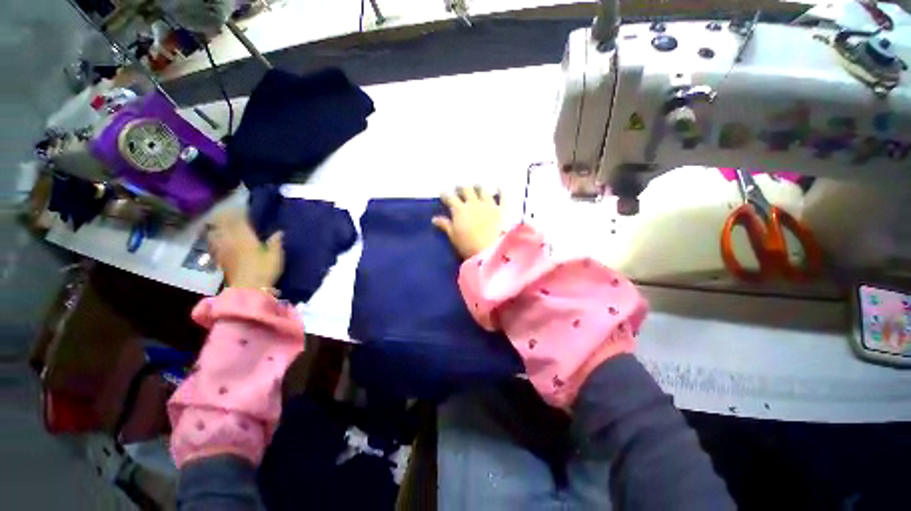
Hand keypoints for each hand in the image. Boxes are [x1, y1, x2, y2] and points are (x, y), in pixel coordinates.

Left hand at [207, 211, 283, 289]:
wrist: (248, 290)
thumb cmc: (264, 271)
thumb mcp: (276, 256)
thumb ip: (275, 243)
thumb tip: (278, 232)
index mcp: (246, 238)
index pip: (239, 221)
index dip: (239, 212)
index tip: (240, 206)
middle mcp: (232, 241)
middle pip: (224, 225)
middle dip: (225, 216)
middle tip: (227, 210)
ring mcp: (224, 250)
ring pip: (216, 233)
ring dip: (217, 226)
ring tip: (218, 221)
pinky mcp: (220, 260)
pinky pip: (214, 245)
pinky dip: (214, 238)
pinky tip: (214, 237)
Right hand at [432, 186, 502, 258]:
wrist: (490, 250)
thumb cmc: (468, 245)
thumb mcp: (453, 236)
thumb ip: (445, 225)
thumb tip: (434, 218)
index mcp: (460, 210)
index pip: (450, 198)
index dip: (446, 194)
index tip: (443, 193)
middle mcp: (473, 203)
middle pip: (466, 190)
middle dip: (461, 188)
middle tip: (459, 187)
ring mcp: (488, 205)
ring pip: (483, 191)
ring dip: (478, 187)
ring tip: (477, 185)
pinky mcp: (501, 210)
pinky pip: (503, 197)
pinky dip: (502, 191)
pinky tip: (500, 187)